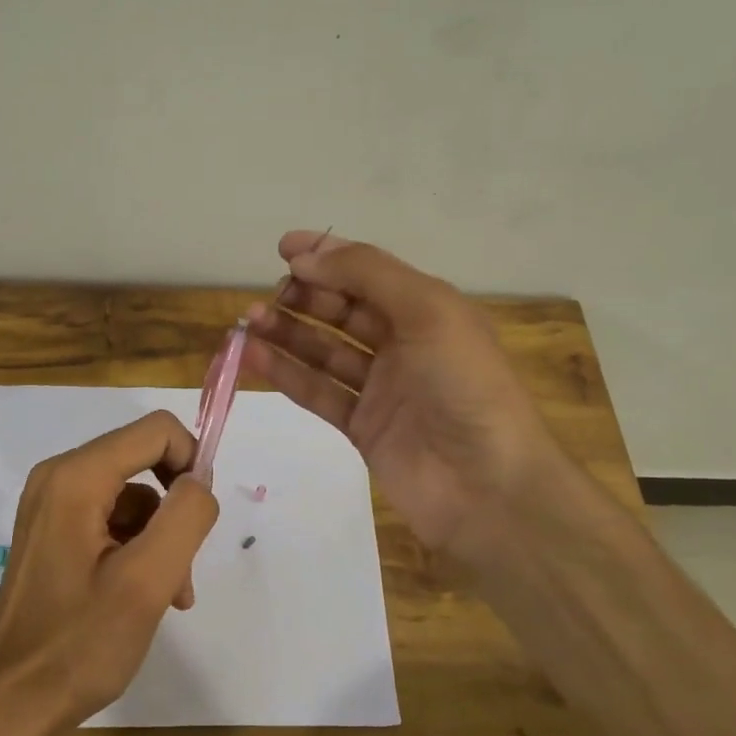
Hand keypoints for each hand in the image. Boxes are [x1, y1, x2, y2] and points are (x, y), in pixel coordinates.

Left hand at [0, 411, 219, 729]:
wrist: (13, 701)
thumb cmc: (80, 642)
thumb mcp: (148, 580)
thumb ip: (186, 516)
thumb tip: (199, 481)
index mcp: (76, 477)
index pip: (156, 431)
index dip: (191, 464)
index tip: (201, 520)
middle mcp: (58, 477)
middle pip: (144, 462)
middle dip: (174, 510)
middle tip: (183, 570)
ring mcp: (51, 504)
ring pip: (133, 496)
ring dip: (160, 539)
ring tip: (168, 596)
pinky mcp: (53, 531)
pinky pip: (111, 519)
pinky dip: (137, 549)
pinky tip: (145, 596)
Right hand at [243, 232, 565, 563]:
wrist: (487, 487)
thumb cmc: (465, 385)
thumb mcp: (428, 311)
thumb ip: (367, 275)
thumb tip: (306, 258)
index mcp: (428, 310)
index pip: (369, 272)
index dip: (328, 256)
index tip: (283, 248)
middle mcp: (404, 344)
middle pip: (343, 310)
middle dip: (304, 297)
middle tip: (267, 297)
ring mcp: (381, 388)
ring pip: (324, 350)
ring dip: (288, 333)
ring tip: (248, 323)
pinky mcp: (362, 427)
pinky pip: (318, 392)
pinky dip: (286, 373)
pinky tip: (254, 357)